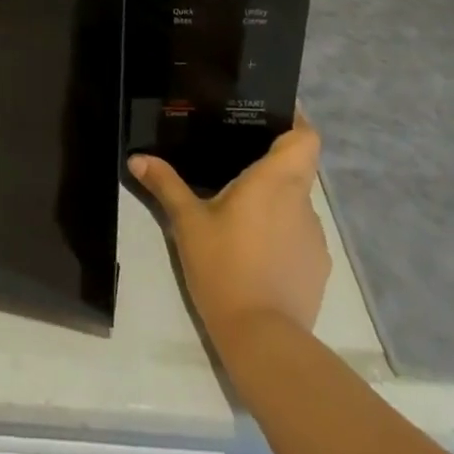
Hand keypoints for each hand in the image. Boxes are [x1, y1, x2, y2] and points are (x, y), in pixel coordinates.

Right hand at [129, 113, 330, 350]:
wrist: (263, 341)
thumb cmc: (225, 267)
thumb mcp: (188, 223)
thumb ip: (166, 185)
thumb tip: (137, 157)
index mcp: (275, 180)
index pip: (306, 137)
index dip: (296, 120)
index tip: (273, 111)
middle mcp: (301, 202)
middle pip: (299, 166)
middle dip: (273, 158)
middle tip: (239, 153)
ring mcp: (314, 237)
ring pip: (297, 201)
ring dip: (276, 198)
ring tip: (242, 206)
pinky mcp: (317, 268)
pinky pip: (300, 234)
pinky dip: (282, 232)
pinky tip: (255, 248)